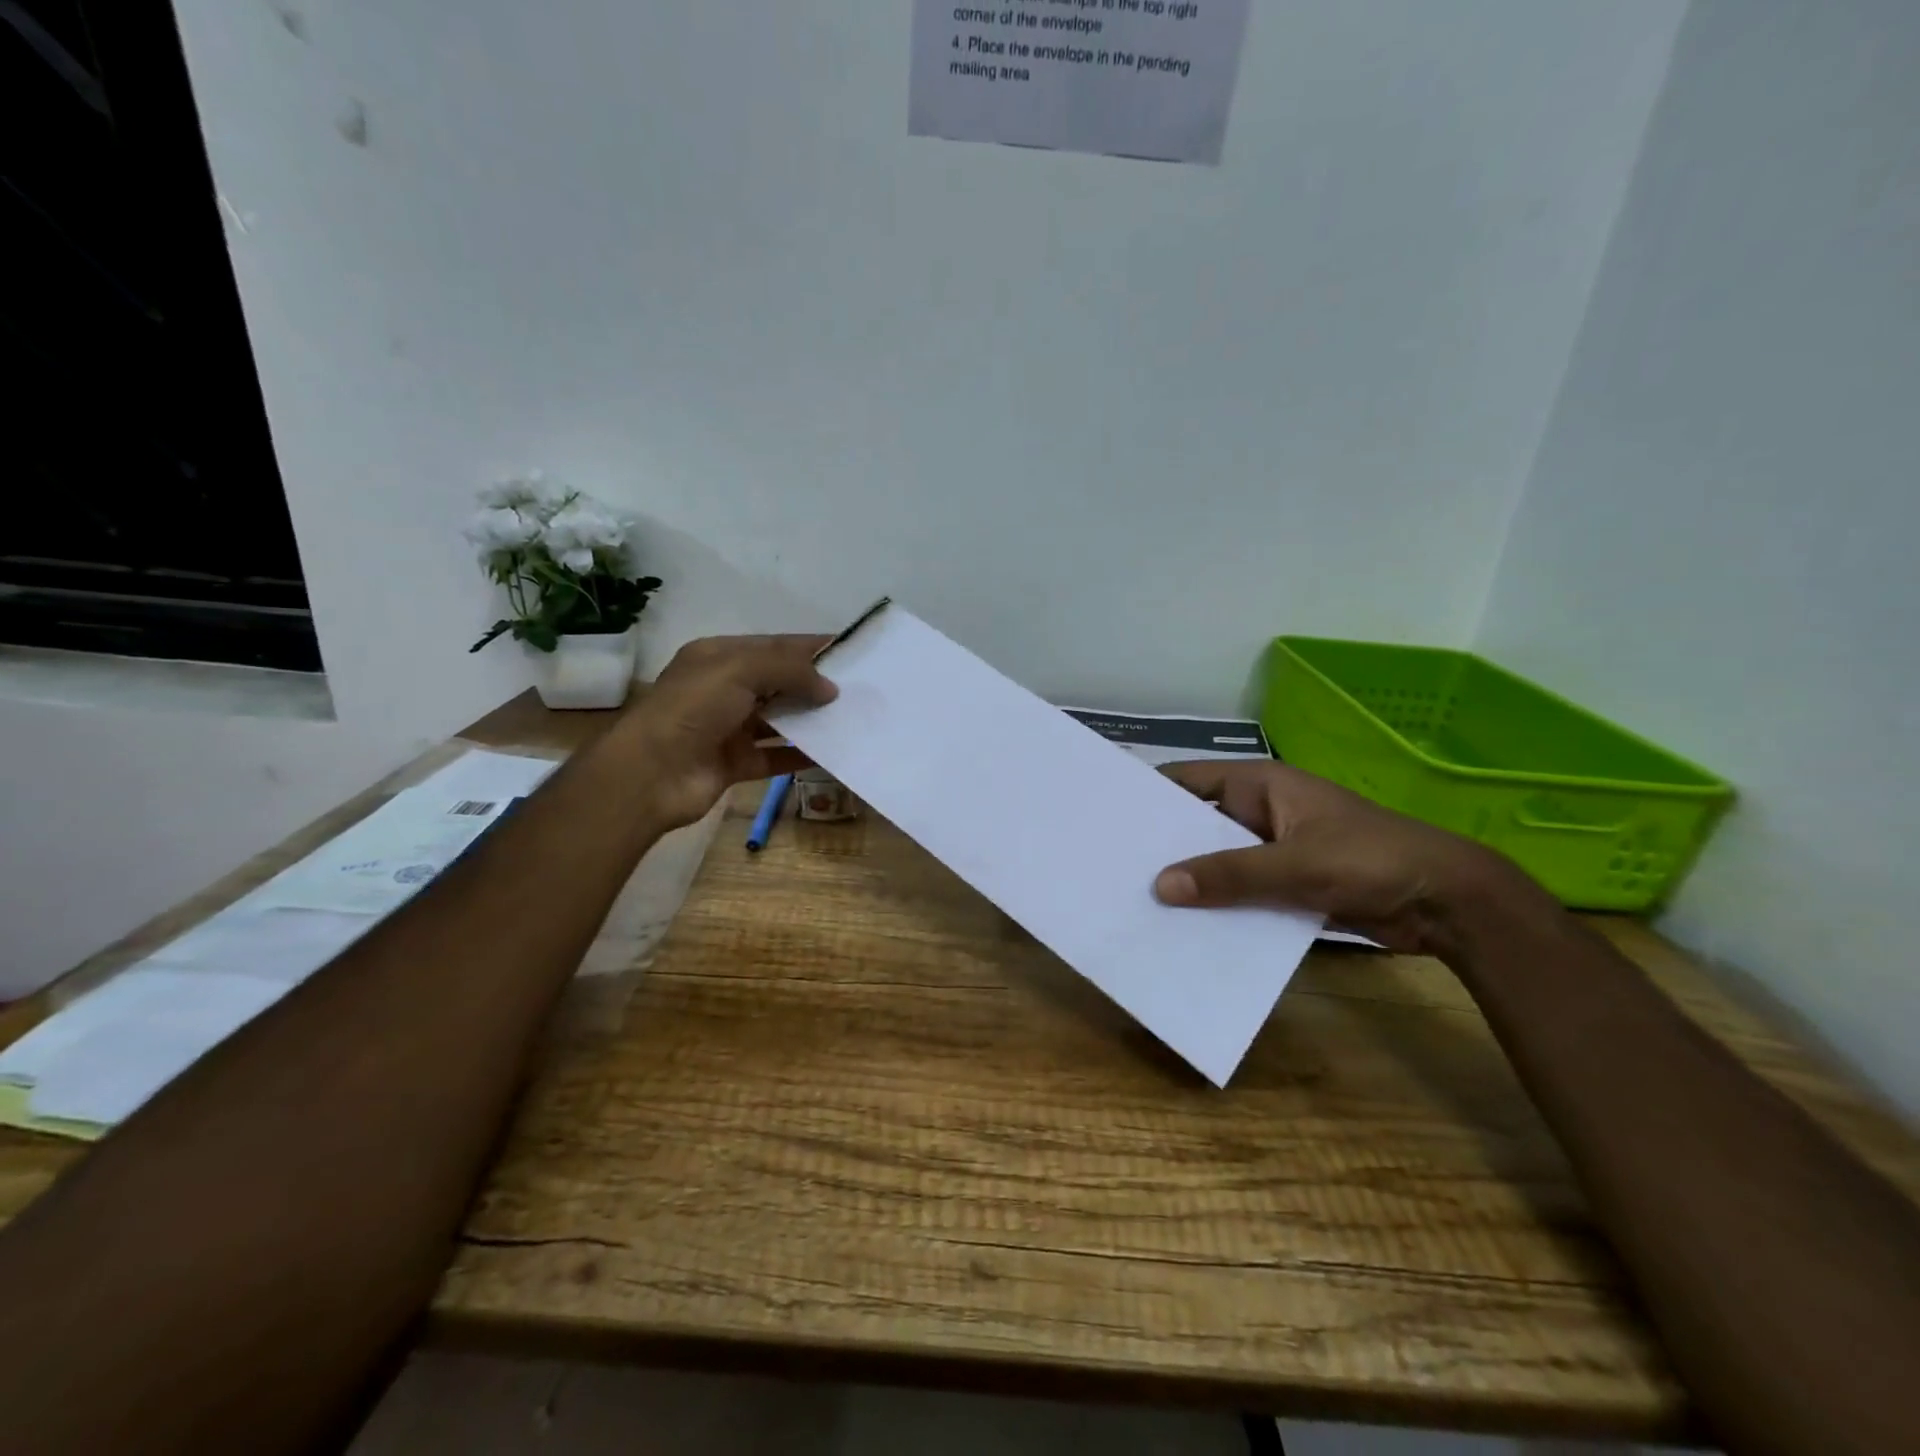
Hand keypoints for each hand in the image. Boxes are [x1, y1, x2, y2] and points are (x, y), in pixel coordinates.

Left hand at [618, 634, 836, 828]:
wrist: (651, 774)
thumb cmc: (693, 709)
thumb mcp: (740, 671)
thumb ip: (789, 671)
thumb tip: (830, 688)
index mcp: (718, 657)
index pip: (774, 646)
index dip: (811, 647)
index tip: (851, 652)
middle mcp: (723, 689)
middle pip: (778, 682)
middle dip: (815, 684)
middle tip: (859, 689)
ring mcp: (728, 728)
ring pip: (778, 719)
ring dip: (810, 719)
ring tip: (851, 719)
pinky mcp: (734, 763)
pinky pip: (774, 755)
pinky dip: (799, 754)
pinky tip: (830, 753)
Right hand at [1152, 761, 1549, 956]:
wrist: (1447, 902)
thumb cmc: (1369, 859)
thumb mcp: (1295, 864)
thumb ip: (1229, 875)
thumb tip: (1160, 886)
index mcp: (1259, 785)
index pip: (1187, 781)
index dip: (1149, 796)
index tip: (1107, 818)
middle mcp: (1260, 811)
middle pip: (1198, 824)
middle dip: (1164, 845)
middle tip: (1114, 869)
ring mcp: (1274, 848)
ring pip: (1219, 862)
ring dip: (1192, 880)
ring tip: (1139, 902)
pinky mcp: (1288, 884)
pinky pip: (1242, 890)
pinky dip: (1220, 905)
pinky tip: (1188, 929)